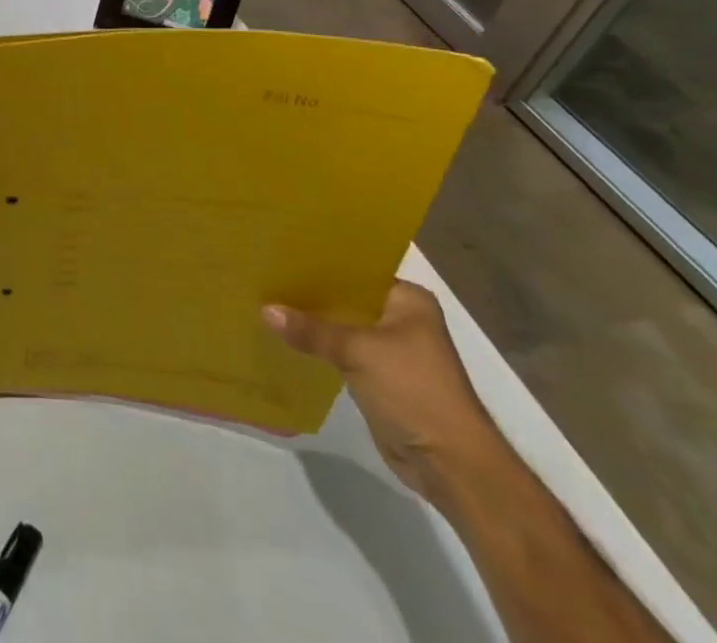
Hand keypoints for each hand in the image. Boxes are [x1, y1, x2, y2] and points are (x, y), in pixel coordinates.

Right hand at [264, 281, 502, 506]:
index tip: (281, 251)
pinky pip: (340, 351)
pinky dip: (318, 346)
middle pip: (346, 297)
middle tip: (267, 274)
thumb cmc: (414, 391)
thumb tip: (265, 309)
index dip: (320, 261)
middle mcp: (401, 318)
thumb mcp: (357, 352)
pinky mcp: (379, 376)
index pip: (356, 268)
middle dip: (311, 292)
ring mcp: (391, 349)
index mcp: (408, 300)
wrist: (451, 466)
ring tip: (267, 299)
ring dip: (312, 321)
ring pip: (341, 324)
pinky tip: (285, 335)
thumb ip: (311, 330)